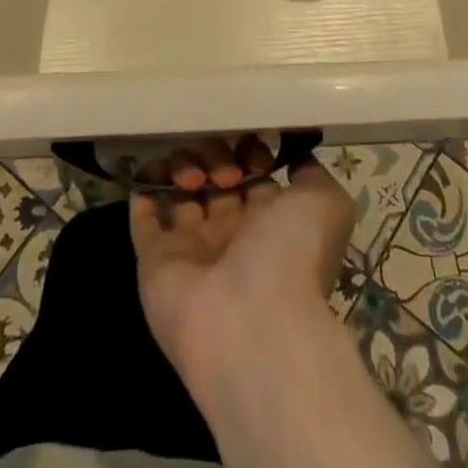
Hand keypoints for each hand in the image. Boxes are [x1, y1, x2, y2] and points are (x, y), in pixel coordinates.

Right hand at [130, 137, 355, 398]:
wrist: (250, 323)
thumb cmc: (292, 254)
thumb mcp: (325, 202)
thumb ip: (310, 172)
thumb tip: (292, 155)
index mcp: (270, 224)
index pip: (253, 174)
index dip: (250, 151)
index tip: (251, 145)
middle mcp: (231, 235)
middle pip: (215, 178)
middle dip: (216, 156)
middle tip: (225, 171)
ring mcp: (191, 250)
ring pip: (180, 192)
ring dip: (183, 166)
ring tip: (195, 178)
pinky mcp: (155, 262)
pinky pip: (143, 221)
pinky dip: (142, 192)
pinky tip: (145, 167)